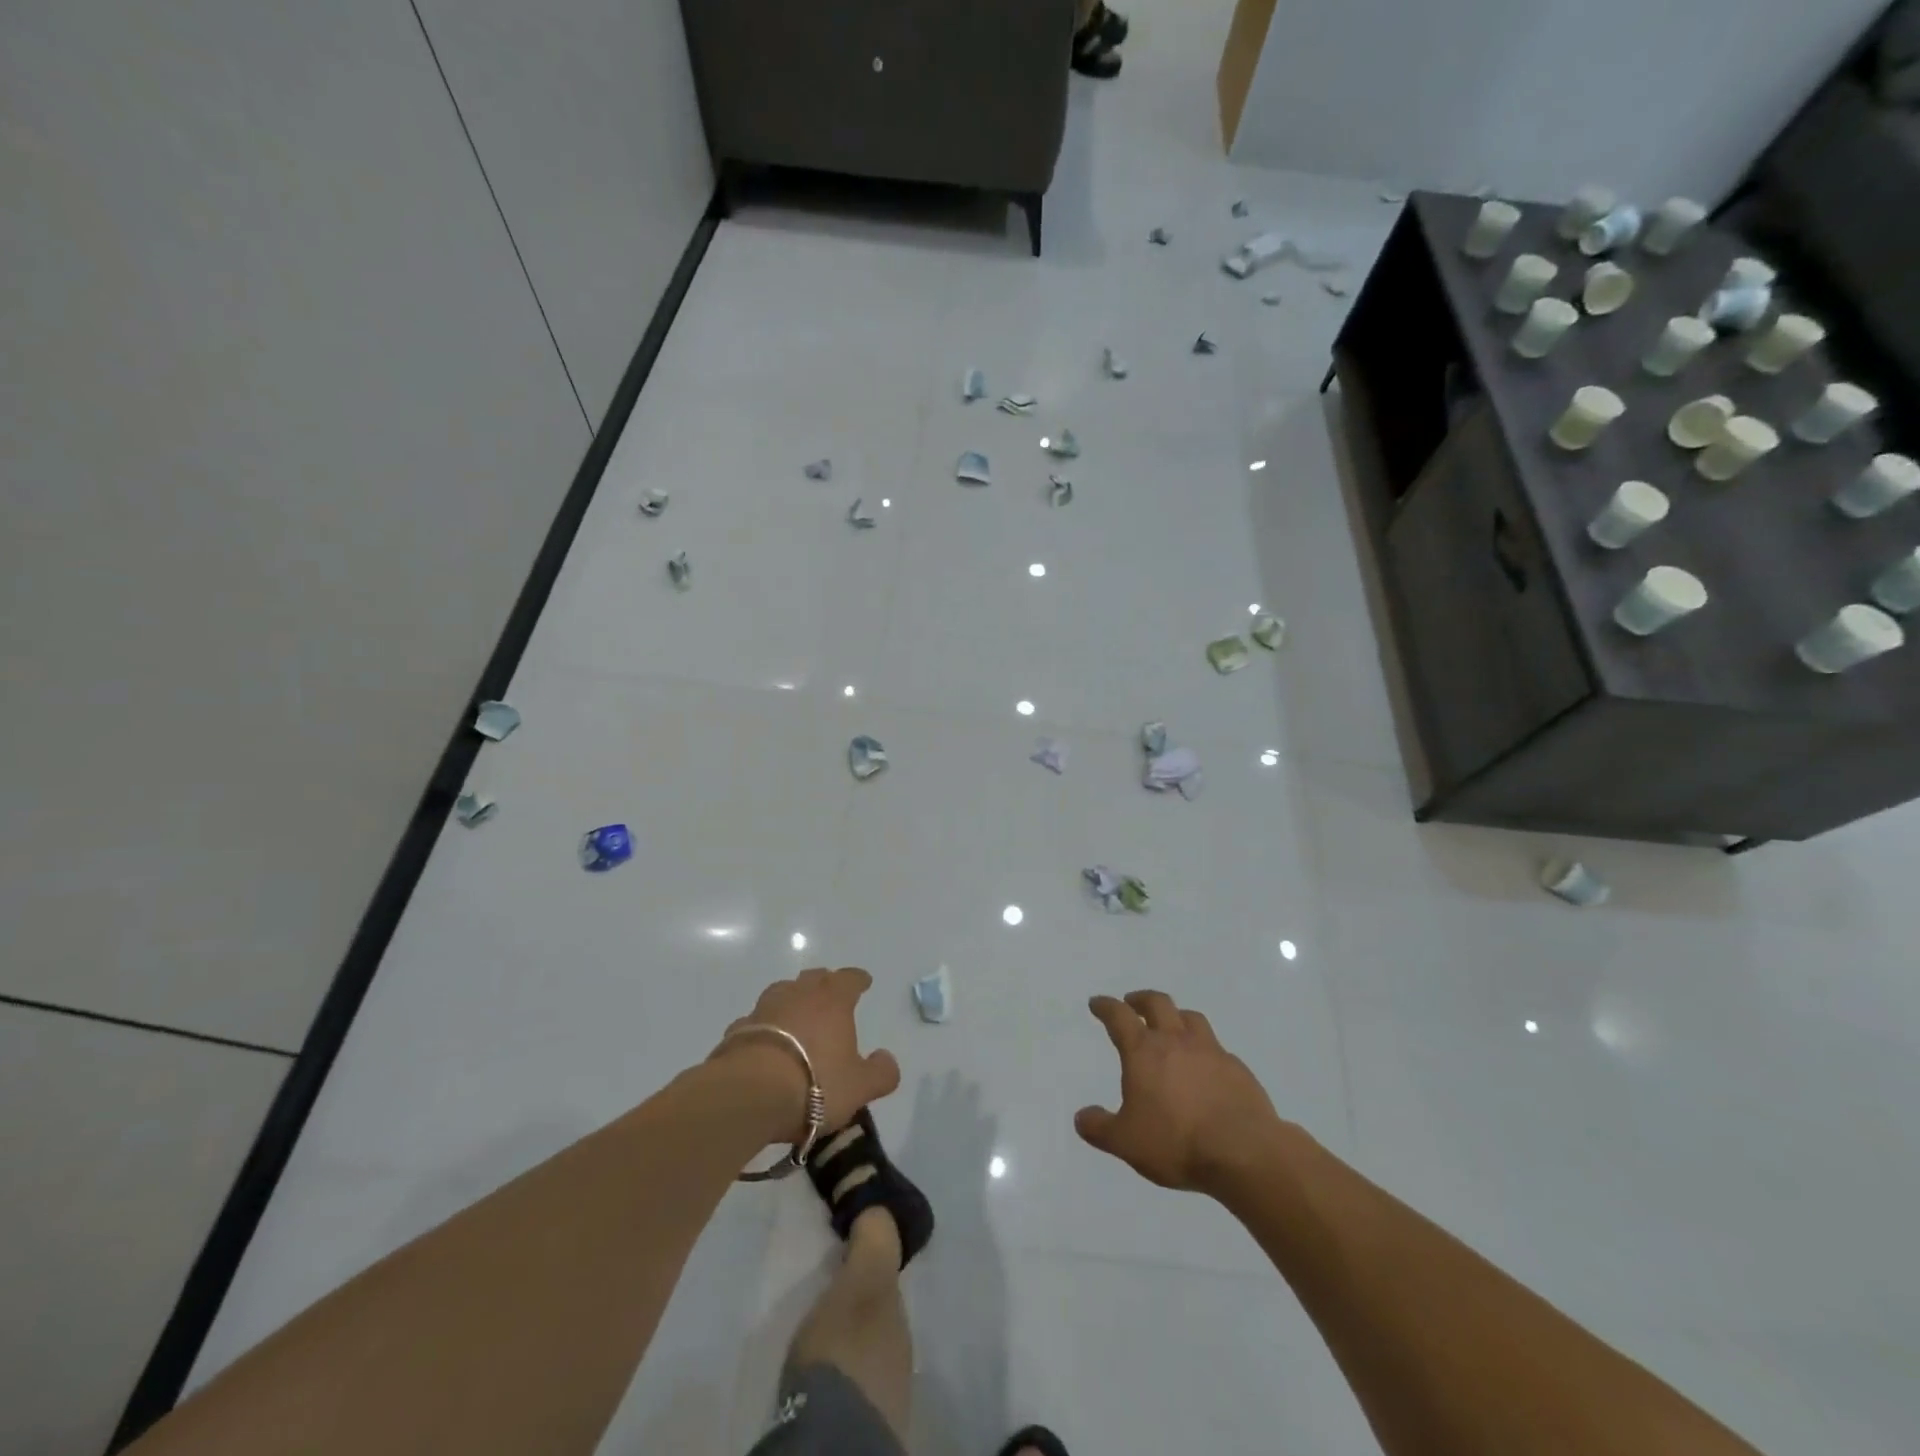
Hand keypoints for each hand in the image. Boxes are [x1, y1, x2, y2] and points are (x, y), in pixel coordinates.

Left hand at [713, 966, 901, 1142]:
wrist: (749, 1094)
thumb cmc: (815, 1084)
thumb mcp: (859, 1086)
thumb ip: (880, 1073)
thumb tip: (887, 1060)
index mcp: (833, 1000)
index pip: (849, 979)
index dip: (858, 980)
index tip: (863, 981)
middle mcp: (798, 994)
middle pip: (814, 978)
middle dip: (824, 983)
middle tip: (830, 994)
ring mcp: (764, 1009)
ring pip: (782, 993)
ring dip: (792, 1000)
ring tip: (796, 1015)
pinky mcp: (737, 1030)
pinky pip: (756, 1021)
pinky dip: (765, 1026)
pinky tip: (765, 1042)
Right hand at [1075, 990, 1285, 1195]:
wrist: (1244, 1151)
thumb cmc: (1176, 1142)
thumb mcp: (1126, 1142)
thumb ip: (1100, 1128)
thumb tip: (1081, 1117)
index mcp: (1144, 1051)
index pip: (1119, 1017)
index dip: (1106, 1006)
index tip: (1097, 1003)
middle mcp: (1176, 1041)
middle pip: (1158, 1003)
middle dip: (1142, 999)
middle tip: (1133, 1003)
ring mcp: (1210, 1051)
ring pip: (1190, 1017)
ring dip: (1176, 1016)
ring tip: (1171, 1026)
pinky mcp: (1237, 1068)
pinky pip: (1216, 1047)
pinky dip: (1204, 1048)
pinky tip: (1205, 1065)